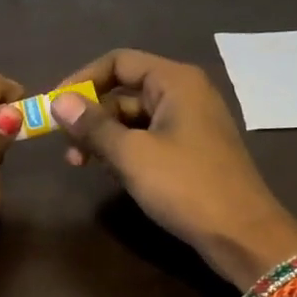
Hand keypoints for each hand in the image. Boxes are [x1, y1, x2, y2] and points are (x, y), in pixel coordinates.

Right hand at [50, 50, 296, 288]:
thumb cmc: (186, 186)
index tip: (55, 108)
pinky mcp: (192, 150)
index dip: (82, 80)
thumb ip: (93, 126)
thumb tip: (57, 102)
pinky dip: (126, 151)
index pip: (119, 62)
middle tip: (66, 148)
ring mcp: (190, 123)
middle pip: (125, 91)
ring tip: (82, 165)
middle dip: (91, 116)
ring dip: (105, 138)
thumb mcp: (132, 155)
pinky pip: (149, 139)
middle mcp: (185, 93)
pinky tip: (111, 175)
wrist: (241, 233)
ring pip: (134, 119)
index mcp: (175, 81)